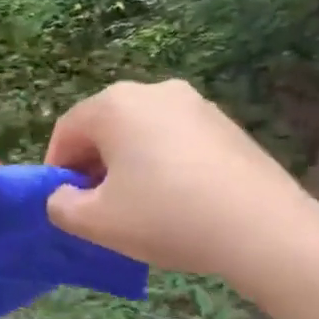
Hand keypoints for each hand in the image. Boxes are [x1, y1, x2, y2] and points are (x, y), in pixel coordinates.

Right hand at [44, 80, 318, 279]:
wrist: (261, 227)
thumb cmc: (165, 217)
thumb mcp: (96, 222)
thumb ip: (60, 205)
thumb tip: (64, 194)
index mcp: (114, 105)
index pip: (67, 131)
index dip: (57, 168)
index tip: (64, 202)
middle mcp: (153, 90)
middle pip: (105, 127)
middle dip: (94, 165)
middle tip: (99, 207)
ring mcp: (194, 103)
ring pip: (142, 132)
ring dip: (129, 164)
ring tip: (140, 206)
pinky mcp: (224, 123)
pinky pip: (176, 139)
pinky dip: (164, 163)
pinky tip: (177, 200)